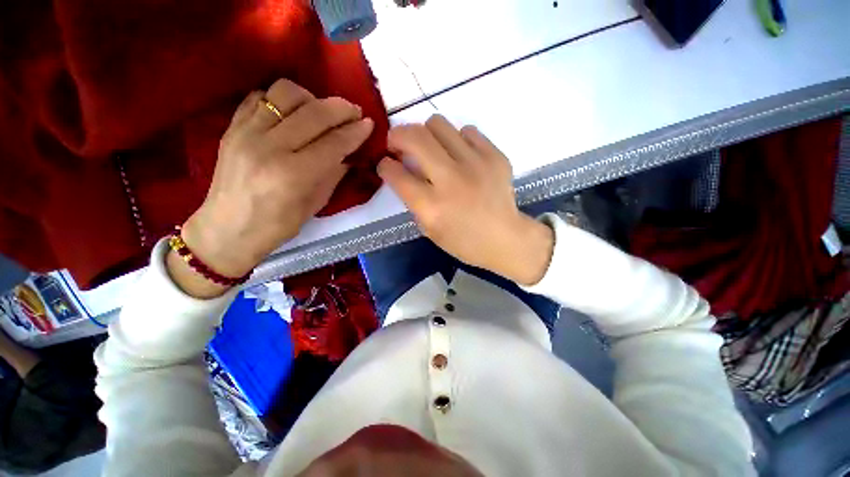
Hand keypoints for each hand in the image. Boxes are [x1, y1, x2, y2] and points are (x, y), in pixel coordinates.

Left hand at [171, 79, 373, 297]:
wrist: (226, 229)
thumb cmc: (277, 226)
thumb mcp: (315, 205)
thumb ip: (333, 175)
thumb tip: (349, 153)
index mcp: (293, 174)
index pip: (333, 143)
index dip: (355, 132)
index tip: (369, 124)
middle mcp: (269, 147)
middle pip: (313, 113)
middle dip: (341, 109)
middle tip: (355, 112)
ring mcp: (246, 132)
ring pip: (285, 93)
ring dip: (311, 98)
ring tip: (321, 111)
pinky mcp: (231, 127)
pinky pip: (260, 96)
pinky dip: (282, 100)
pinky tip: (292, 114)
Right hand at [377, 115, 553, 285]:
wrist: (504, 238)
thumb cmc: (463, 241)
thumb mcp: (428, 229)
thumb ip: (411, 199)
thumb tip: (401, 170)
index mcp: (431, 206)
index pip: (396, 173)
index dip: (384, 165)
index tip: (386, 163)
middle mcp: (451, 180)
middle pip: (414, 137)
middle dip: (397, 136)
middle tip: (399, 144)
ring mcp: (475, 164)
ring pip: (438, 123)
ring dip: (427, 134)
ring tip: (432, 149)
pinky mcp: (495, 156)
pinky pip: (467, 131)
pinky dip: (457, 140)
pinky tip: (460, 156)